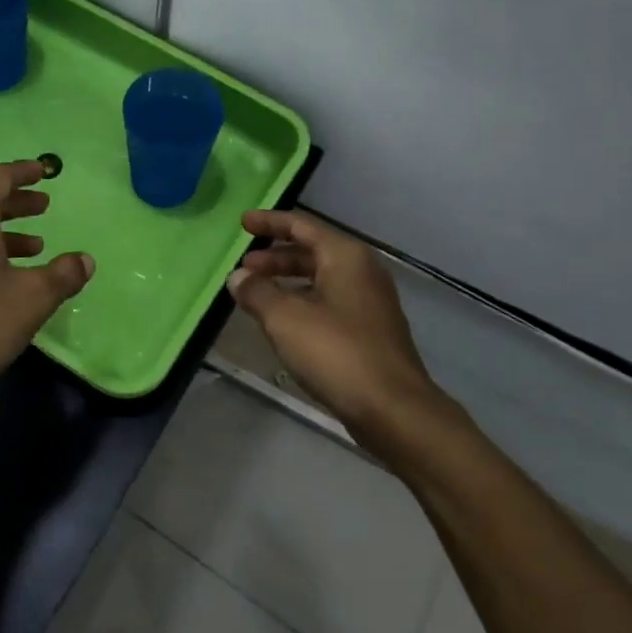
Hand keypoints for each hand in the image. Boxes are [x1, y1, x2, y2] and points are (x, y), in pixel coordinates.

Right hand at [228, 210, 438, 442]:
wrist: (394, 410)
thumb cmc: (337, 352)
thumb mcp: (285, 318)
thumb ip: (257, 292)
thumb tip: (237, 277)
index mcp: (345, 257)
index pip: (301, 226)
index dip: (270, 222)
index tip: (242, 223)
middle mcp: (362, 272)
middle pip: (312, 252)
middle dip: (275, 257)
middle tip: (245, 267)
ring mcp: (370, 303)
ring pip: (320, 279)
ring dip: (287, 282)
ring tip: (256, 295)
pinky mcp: (371, 332)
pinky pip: (329, 302)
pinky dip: (303, 302)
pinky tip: (283, 322)